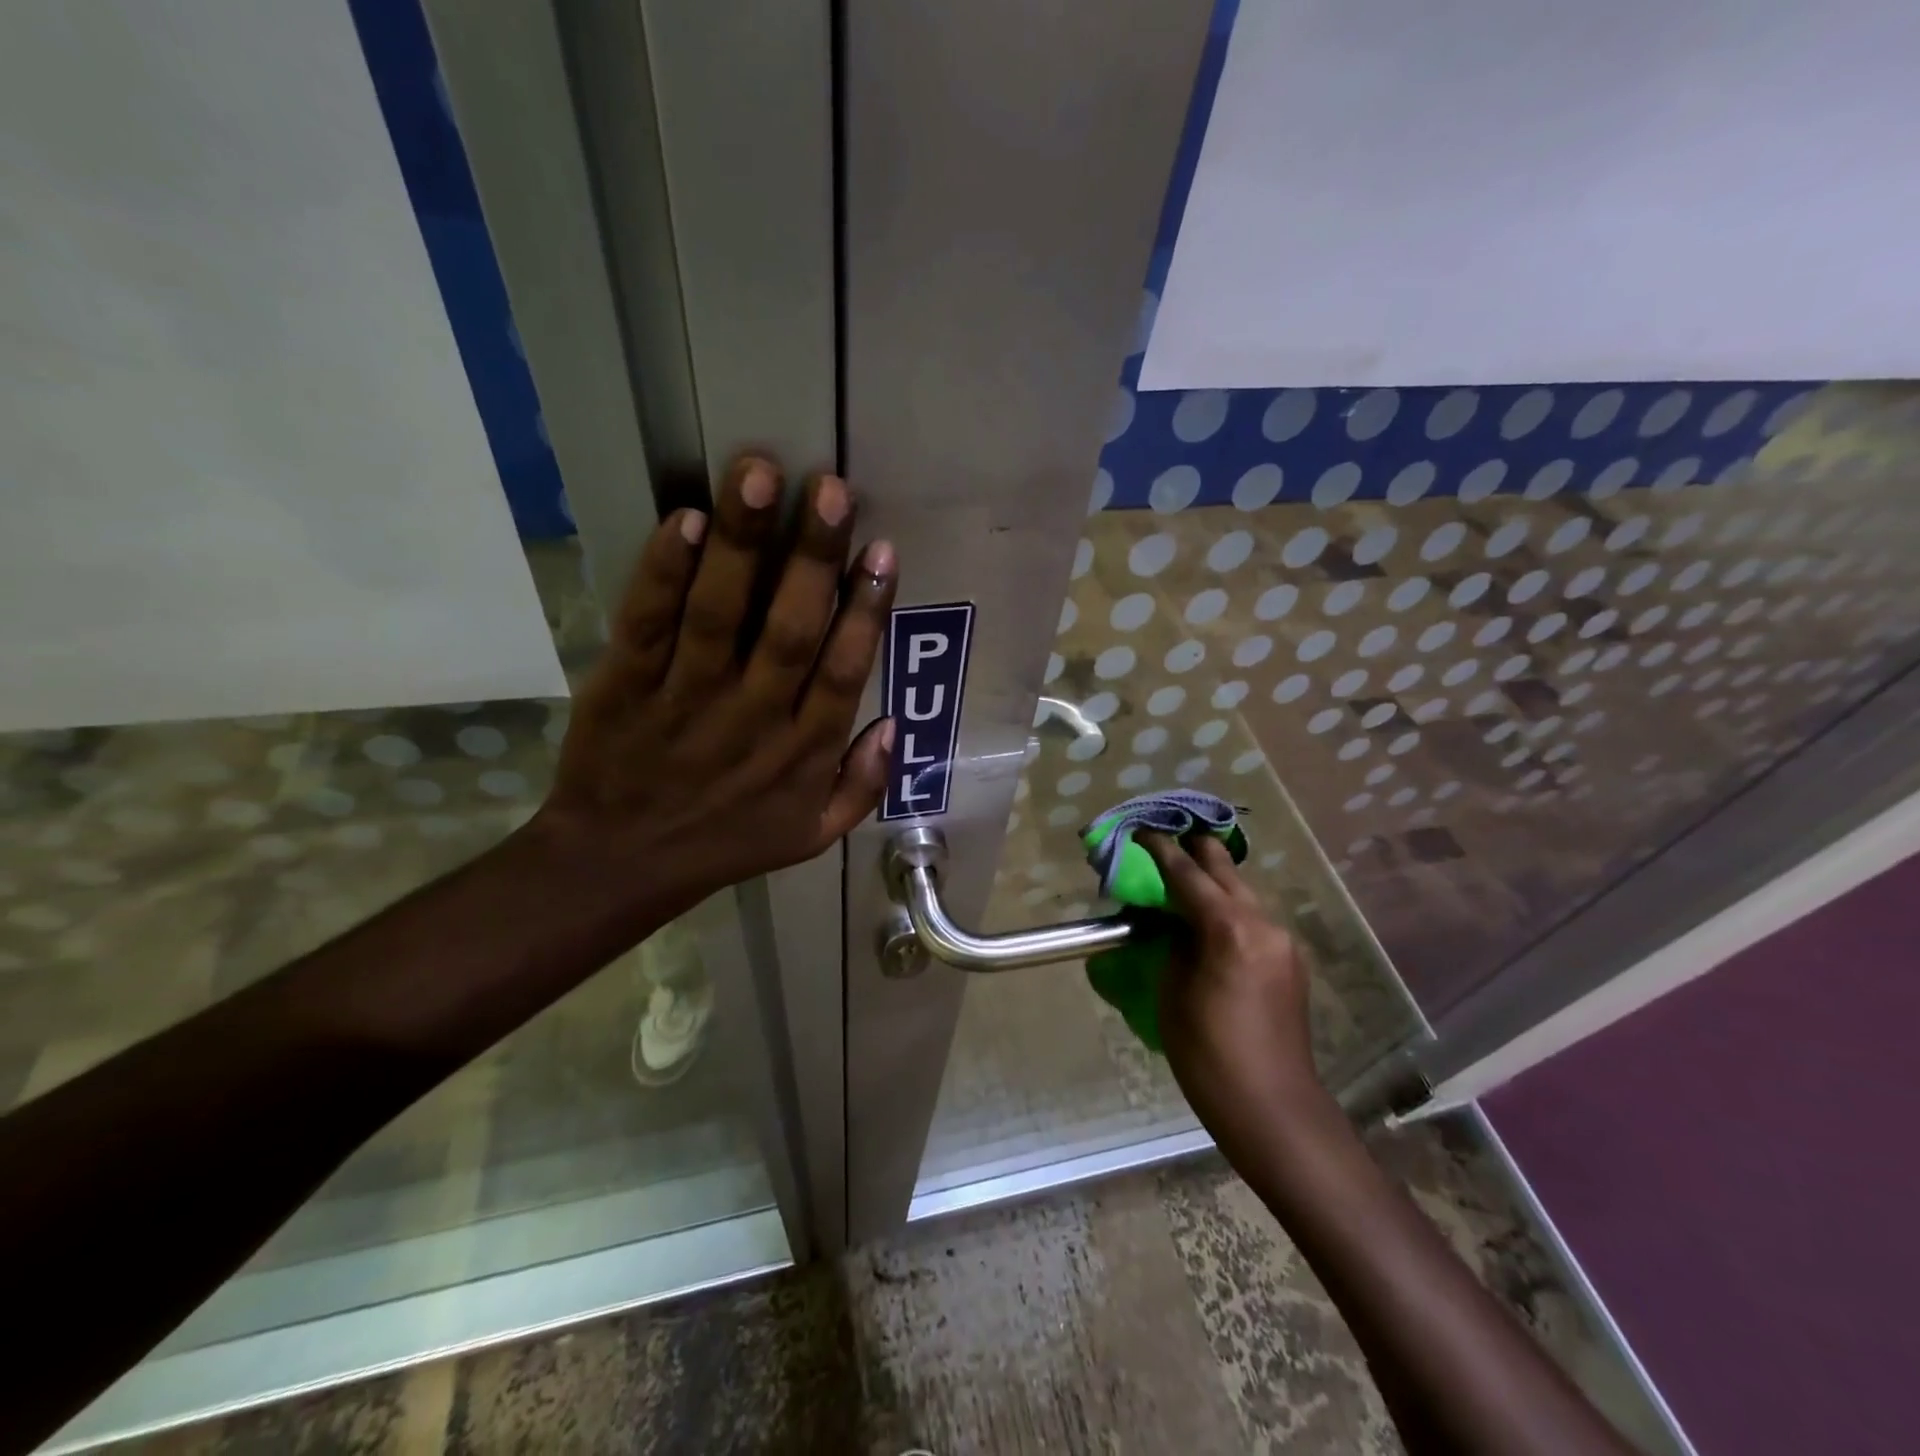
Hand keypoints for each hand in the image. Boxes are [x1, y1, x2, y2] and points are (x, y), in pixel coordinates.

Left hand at [535, 453, 896, 909]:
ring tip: (760, 475)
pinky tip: (688, 520)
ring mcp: (685, 698)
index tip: (881, 551)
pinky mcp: (623, 684)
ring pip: (719, 614)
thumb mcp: (811, 836)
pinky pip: (647, 623)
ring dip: (743, 544)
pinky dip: (665, 571)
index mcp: (802, 752)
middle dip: (814, 557)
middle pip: (789, 630)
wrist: (618, 863)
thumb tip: (895, 725)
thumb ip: (862, 786)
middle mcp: (752, 718)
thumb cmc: (725, 844)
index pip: (843, 672)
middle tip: (832, 488)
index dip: (865, 610)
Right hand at [1139, 832, 1326, 1134]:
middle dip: (1191, 852)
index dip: (1159, 849)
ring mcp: (1282, 940)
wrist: (1272, 1108)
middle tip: (1163, 845)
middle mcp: (1263, 923)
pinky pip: (1253, 918)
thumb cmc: (1208, 1054)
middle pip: (1223, 868)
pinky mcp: (1290, 960)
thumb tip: (1166, 920)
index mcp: (1229, 928)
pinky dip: (1227, 910)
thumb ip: (1169, 943)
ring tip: (1180, 886)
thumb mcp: (1171, 992)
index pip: (1186, 873)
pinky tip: (1207, 924)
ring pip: (1241, 891)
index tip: (1140, 831)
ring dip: (1210, 882)